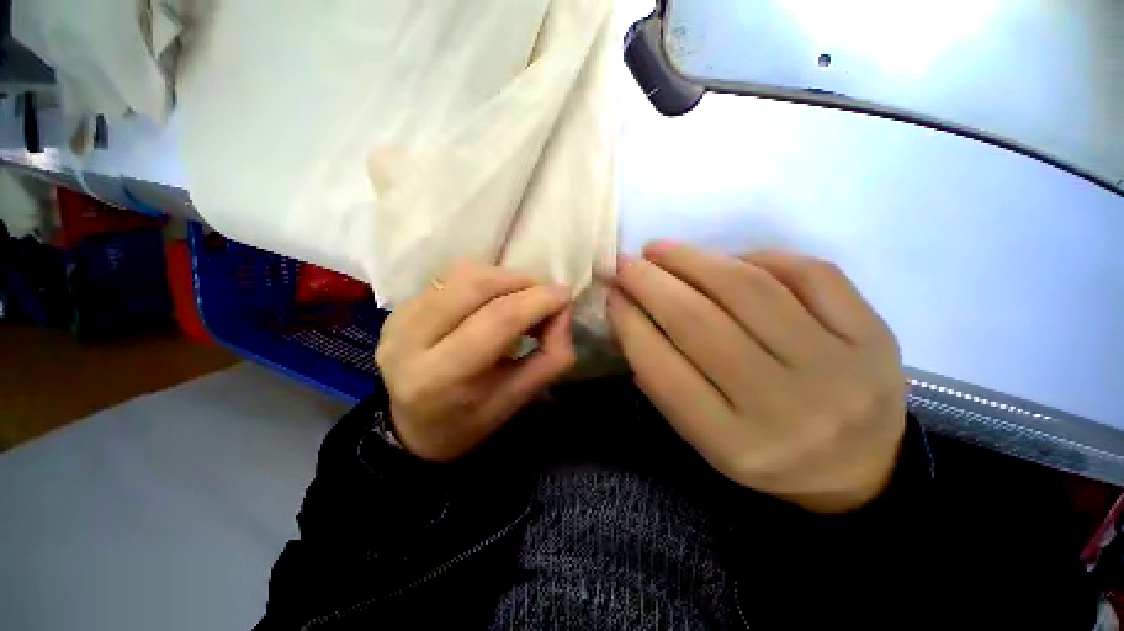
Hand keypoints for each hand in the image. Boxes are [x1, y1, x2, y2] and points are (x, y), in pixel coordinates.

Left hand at [375, 263, 575, 461]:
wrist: (412, 427)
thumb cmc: (470, 420)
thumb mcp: (519, 399)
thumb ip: (551, 356)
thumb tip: (562, 311)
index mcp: (441, 378)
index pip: (497, 321)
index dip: (537, 301)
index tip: (564, 296)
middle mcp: (409, 343)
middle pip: (475, 286)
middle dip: (521, 282)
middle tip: (543, 295)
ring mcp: (398, 320)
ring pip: (461, 275)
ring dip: (502, 278)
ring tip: (520, 296)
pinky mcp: (397, 309)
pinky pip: (449, 278)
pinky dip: (482, 281)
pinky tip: (491, 300)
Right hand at [609, 243, 906, 512]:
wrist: (858, 470)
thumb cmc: (765, 454)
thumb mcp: (703, 437)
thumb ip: (664, 380)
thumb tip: (630, 313)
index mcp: (735, 444)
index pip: (663, 369)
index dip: (629, 322)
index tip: (611, 294)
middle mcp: (786, 408)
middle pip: (700, 322)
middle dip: (651, 283)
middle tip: (626, 263)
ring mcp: (839, 368)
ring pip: (749, 289)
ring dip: (693, 259)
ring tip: (661, 249)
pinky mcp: (875, 336)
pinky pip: (810, 273)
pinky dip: (759, 257)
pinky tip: (731, 259)